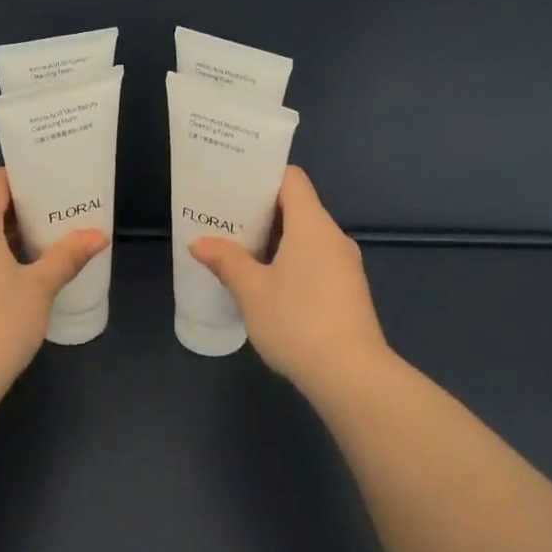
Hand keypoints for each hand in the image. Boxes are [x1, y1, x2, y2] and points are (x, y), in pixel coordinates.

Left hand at [0, 168, 107, 401]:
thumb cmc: (1, 323)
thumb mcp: (41, 287)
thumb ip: (68, 256)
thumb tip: (98, 235)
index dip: (20, 178)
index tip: (48, 186)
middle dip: (18, 213)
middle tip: (54, 220)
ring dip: (3, 240)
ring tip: (38, 252)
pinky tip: (11, 285)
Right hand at [191, 166, 390, 394]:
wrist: (351, 374)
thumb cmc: (297, 322)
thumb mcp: (252, 291)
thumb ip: (226, 261)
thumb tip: (200, 242)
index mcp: (312, 225)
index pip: (291, 180)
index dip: (262, 177)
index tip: (233, 185)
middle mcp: (333, 236)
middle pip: (297, 207)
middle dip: (260, 212)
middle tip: (224, 220)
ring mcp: (345, 265)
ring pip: (306, 237)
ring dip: (275, 240)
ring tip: (238, 251)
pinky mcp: (348, 290)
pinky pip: (315, 260)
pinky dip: (290, 261)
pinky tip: (266, 284)